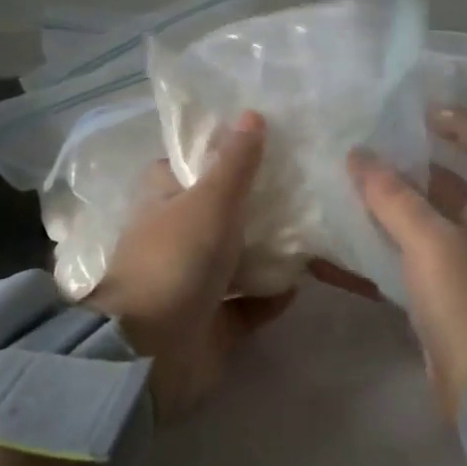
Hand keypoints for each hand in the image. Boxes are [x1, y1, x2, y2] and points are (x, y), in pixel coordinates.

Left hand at [88, 111, 294, 419]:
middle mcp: (178, 240)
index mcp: (164, 204)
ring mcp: (195, 284)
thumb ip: (235, 163)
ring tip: (314, 232)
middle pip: (221, 215)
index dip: (217, 156)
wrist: (152, 350)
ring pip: (239, 260)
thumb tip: (252, 115)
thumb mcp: (210, 201)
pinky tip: (303, 283)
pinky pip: (251, 305)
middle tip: (303, 187)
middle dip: (257, 206)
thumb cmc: (176, 261)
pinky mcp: (215, 323)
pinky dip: (273, 295)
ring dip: (270, 252)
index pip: (186, 169)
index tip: (261, 145)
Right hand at [316, 108, 466, 421]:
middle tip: (367, 154)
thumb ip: (392, 195)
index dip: (461, 121)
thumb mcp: (430, 239)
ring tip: (347, 193)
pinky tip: (342, 252)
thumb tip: (358, 155)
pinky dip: (382, 252)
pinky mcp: (447, 298)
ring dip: (392, 208)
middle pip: (454, 182)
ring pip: (428, 223)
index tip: (419, 113)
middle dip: (413, 165)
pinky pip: (411, 262)